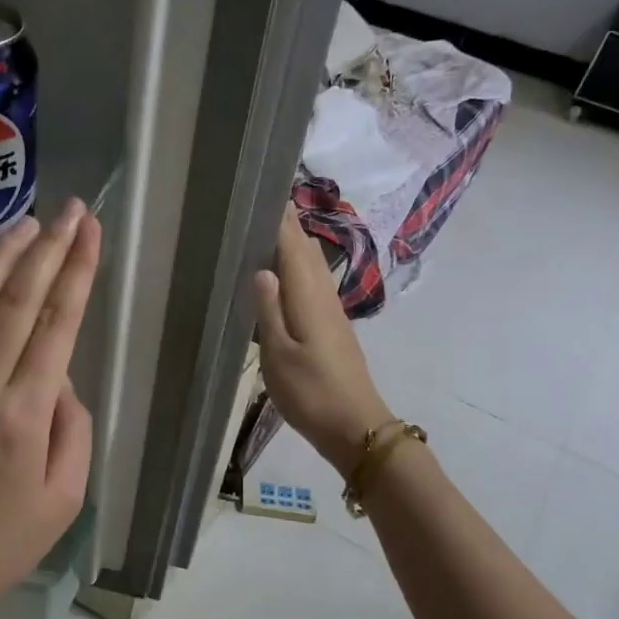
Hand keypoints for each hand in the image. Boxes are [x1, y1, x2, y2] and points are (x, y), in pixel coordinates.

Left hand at [0, 201, 101, 618]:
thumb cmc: (6, 540)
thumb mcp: (66, 495)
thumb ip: (71, 425)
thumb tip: (57, 375)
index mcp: (24, 413)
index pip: (57, 323)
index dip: (76, 270)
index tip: (89, 229)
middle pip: (16, 300)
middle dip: (46, 248)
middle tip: (67, 210)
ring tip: (23, 223)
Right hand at [253, 202, 394, 477]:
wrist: (356, 427)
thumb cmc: (312, 393)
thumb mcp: (280, 356)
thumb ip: (269, 311)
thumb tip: (262, 268)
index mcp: (309, 299)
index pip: (294, 247)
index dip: (282, 220)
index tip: (265, 191)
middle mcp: (324, 298)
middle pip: (307, 252)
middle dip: (288, 226)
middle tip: (262, 204)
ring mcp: (332, 313)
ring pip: (313, 267)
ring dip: (294, 245)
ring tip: (270, 230)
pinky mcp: (333, 329)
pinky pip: (314, 285)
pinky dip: (299, 269)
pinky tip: (285, 276)